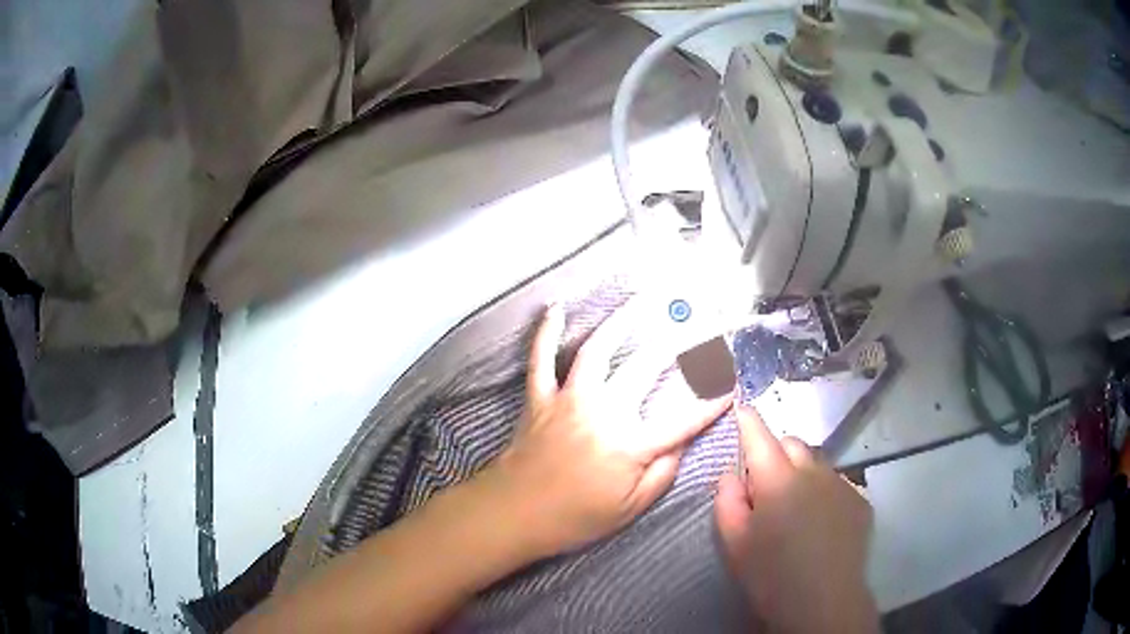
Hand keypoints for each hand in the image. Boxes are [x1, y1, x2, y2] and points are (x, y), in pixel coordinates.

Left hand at [483, 302, 732, 558]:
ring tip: (641, 301)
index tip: (730, 381)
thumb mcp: (629, 508)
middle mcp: (604, 413)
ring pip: (597, 351)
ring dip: (620, 322)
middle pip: (645, 369)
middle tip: (695, 323)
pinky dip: (546, 333)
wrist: (513, 514)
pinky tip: (555, 309)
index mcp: (630, 445)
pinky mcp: (539, 398)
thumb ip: (662, 473)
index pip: (683, 419)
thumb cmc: (575, 518)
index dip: (710, 401)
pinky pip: (541, 359)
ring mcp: (568, 400)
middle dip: (676, 344)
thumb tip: (683, 441)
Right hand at [714, 406, 877, 633]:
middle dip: (776, 453)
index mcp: (778, 480)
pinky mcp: (859, 499)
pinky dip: (824, 491)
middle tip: (766, 485)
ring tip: (797, 507)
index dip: (747, 420)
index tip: (741, 407)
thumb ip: (727, 501)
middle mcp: (813, 471)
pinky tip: (821, 522)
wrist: (823, 601)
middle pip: (791, 443)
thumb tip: (732, 475)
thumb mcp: (734, 543)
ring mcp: (841, 483)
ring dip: (802, 472)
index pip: (759, 436)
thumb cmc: (771, 575)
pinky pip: (837, 482)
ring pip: (816, 462)